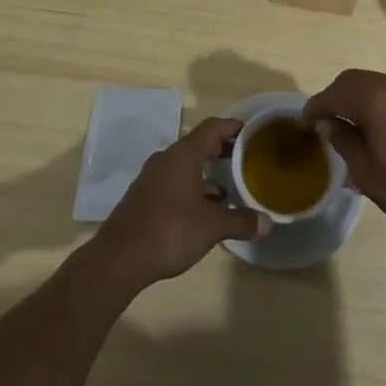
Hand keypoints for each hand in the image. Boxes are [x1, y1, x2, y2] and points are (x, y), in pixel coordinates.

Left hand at [91, 117, 269, 287]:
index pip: (213, 127)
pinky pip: (174, 182)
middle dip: (223, 151)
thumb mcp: (211, 227)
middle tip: (246, 161)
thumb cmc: (169, 231)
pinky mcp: (144, 196)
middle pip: (199, 144)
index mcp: (183, 155)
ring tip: (230, 189)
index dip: (234, 127)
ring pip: (185, 165)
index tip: (253, 134)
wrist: (119, 259)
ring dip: (207, 173)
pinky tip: (204, 210)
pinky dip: (192, 187)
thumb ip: (240, 221)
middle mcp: (166, 159)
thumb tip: (267, 223)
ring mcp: (152, 178)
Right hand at [302, 70, 385, 245]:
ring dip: (367, 101)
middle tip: (329, 121)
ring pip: (385, 87)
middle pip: (358, 81)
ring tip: (363, 128)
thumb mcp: (368, 174)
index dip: (316, 106)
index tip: (305, 122)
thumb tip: (327, 122)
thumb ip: (344, 141)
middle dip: (339, 97)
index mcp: (376, 99)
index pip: (335, 93)